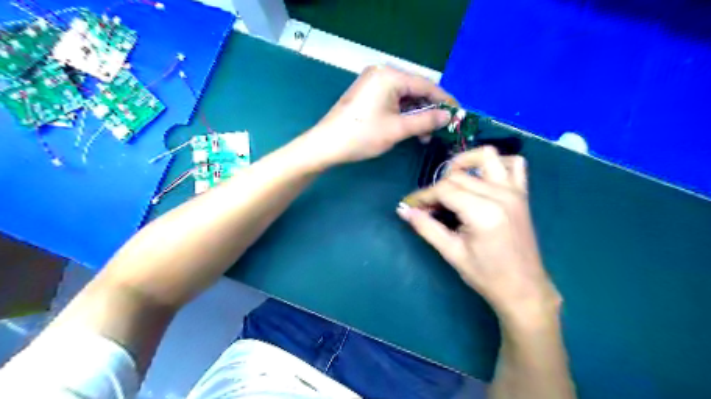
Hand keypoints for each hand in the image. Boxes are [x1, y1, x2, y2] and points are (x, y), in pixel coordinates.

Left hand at [304, 65, 448, 165]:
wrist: (327, 144)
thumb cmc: (362, 135)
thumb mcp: (398, 129)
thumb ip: (426, 120)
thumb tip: (448, 116)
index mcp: (390, 75)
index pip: (426, 85)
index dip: (444, 100)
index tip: (458, 115)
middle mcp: (382, 73)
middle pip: (415, 90)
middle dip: (429, 110)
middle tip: (438, 130)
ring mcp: (373, 82)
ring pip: (404, 97)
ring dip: (416, 115)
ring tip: (423, 136)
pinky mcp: (367, 93)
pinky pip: (392, 100)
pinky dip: (403, 114)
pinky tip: (409, 129)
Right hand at [397, 147, 558, 326]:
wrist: (524, 289)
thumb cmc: (486, 275)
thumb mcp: (451, 253)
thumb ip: (426, 227)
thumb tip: (403, 210)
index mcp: (483, 212)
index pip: (444, 190)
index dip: (423, 196)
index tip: (411, 206)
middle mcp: (500, 194)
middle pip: (459, 175)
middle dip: (437, 188)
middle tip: (427, 207)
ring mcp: (514, 191)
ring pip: (487, 156)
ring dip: (465, 162)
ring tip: (452, 181)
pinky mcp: (522, 194)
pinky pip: (514, 164)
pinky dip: (496, 164)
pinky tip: (482, 178)